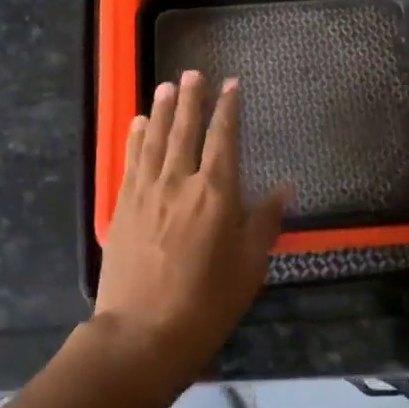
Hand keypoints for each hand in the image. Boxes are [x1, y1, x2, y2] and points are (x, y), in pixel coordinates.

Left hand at [94, 70, 291, 384]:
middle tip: (194, 72)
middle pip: (186, 129)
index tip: (231, 84)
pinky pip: (131, 161)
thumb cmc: (206, 304)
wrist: (141, 335)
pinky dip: (137, 138)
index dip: (228, 109)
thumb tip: (284, 186)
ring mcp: (147, 192)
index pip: (224, 138)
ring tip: (168, 85)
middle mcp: (180, 181)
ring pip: (157, 139)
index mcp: (216, 193)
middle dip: (192, 98)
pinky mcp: (124, 206)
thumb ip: (265, 221)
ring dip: (164, 109)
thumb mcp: (249, 266)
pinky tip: (139, 122)